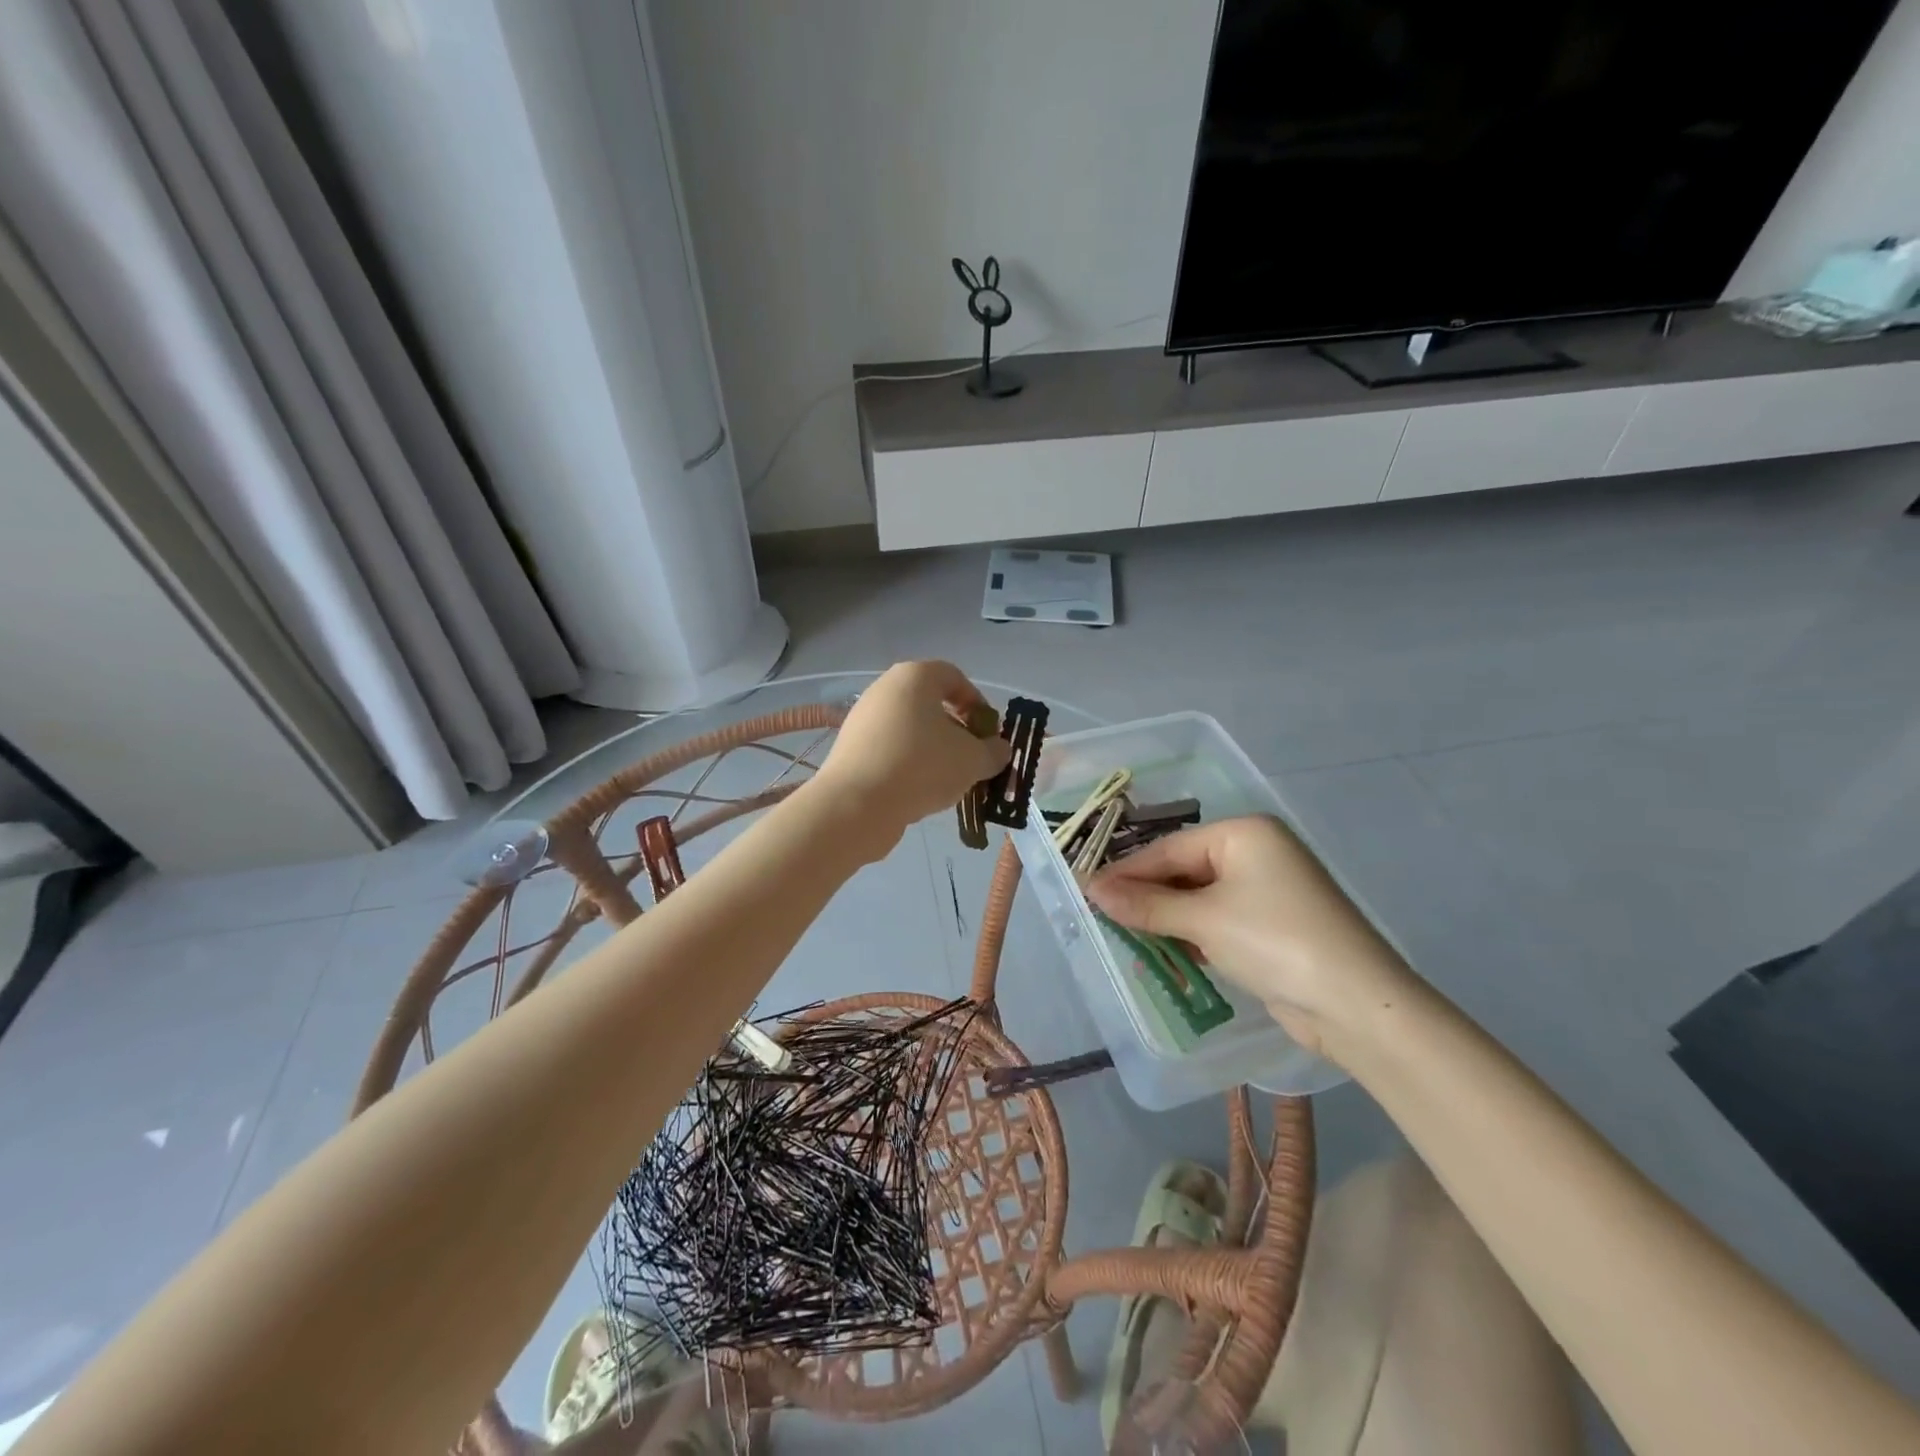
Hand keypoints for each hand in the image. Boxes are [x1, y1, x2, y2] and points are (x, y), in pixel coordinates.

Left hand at [811, 662, 1010, 857]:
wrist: (856, 804)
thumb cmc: (921, 767)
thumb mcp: (972, 760)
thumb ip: (993, 751)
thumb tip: (999, 750)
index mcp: (915, 677)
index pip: (955, 677)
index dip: (977, 703)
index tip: (989, 733)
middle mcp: (885, 688)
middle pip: (931, 703)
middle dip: (957, 730)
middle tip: (972, 758)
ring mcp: (864, 718)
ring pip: (910, 728)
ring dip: (933, 749)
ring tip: (948, 780)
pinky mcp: (851, 748)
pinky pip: (890, 748)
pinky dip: (908, 763)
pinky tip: (919, 790)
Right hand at [1086, 815, 1417, 1056]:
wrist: (1356, 1005)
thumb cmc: (1274, 941)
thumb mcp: (1203, 920)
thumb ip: (1146, 905)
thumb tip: (1093, 890)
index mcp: (1244, 833)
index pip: (1170, 848)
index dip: (1128, 872)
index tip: (1088, 891)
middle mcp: (1257, 852)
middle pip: (1185, 870)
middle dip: (1148, 897)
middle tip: (1104, 916)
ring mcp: (1268, 890)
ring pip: (1199, 897)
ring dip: (1166, 919)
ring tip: (1125, 936)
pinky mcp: (1273, 925)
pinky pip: (1219, 919)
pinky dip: (1192, 934)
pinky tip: (1165, 952)